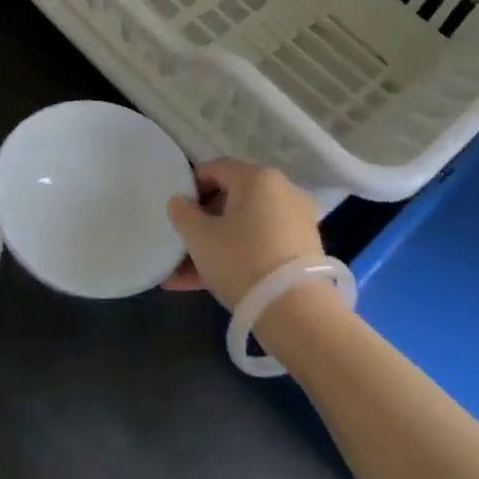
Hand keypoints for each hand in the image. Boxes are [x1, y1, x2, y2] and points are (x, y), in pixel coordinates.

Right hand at [162, 159, 324, 309]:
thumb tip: (180, 201)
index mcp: (257, 178)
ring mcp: (295, 222)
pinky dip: (236, 257)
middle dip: (203, 222)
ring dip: (214, 245)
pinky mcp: (302, 251)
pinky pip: (259, 246)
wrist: (295, 310)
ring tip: (182, 273)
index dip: (190, 187)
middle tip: (181, 243)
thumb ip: (182, 213)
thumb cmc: (240, 259)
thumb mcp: (199, 237)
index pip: (215, 169)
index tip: (176, 211)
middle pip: (232, 199)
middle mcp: (282, 191)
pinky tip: (204, 283)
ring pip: (244, 228)